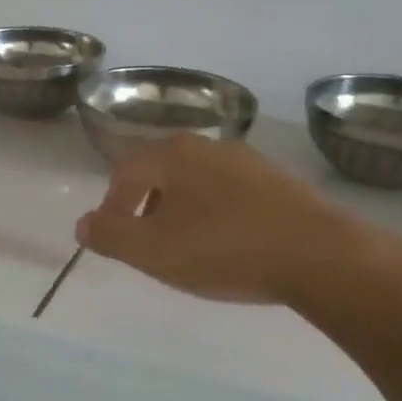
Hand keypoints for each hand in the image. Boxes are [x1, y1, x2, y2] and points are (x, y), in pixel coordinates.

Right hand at [75, 136, 358, 304]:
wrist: (319, 254)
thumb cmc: (224, 249)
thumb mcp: (153, 251)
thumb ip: (110, 236)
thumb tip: (83, 224)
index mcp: (173, 154)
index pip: (126, 171)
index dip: (112, 204)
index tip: (112, 235)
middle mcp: (209, 146)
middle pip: (162, 171)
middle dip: (145, 206)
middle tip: (144, 241)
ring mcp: (248, 161)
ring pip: (198, 182)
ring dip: (181, 210)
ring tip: (185, 246)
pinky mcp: (279, 182)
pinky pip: (231, 194)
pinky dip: (216, 214)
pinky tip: (227, 244)